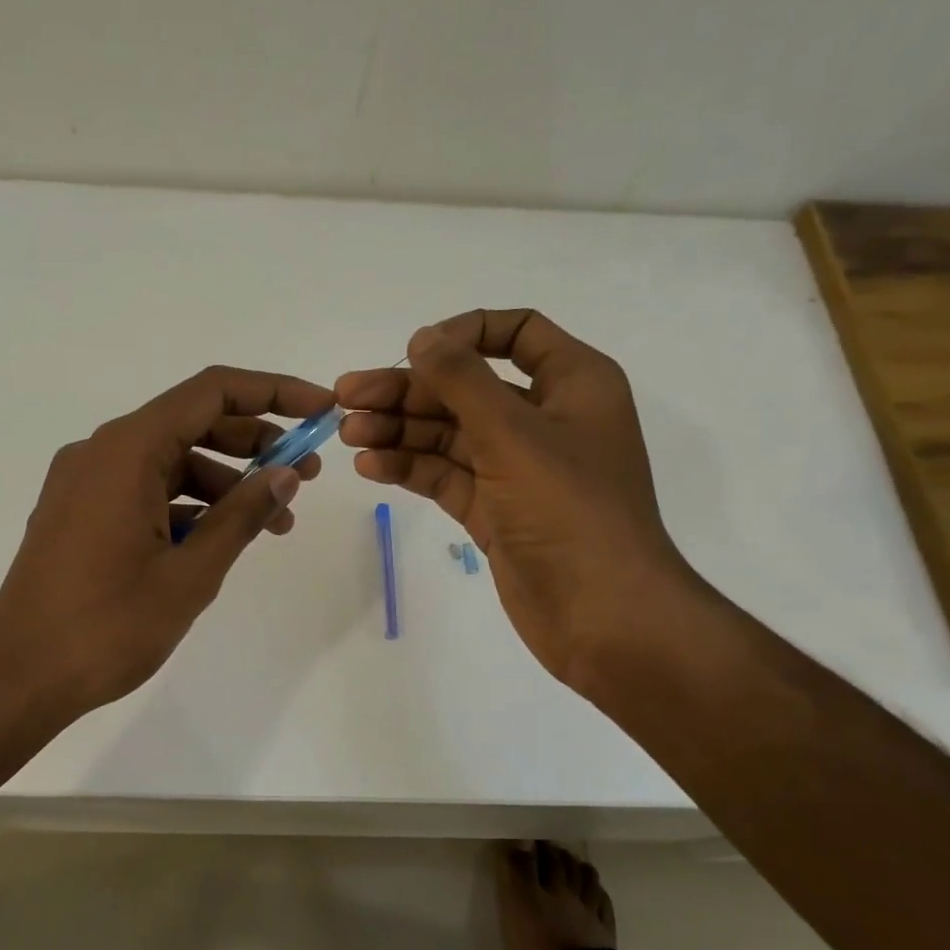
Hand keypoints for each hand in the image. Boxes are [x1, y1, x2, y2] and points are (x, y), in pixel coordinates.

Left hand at [0, 365, 333, 723]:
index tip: (321, 410)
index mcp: (126, 451)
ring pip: (169, 461)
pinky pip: (144, 490)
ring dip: (224, 483)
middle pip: (191, 423)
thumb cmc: (107, 627)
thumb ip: (242, 516)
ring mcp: (84, 482)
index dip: (273, 392)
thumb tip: (286, 474)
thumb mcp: (190, 573)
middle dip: (255, 444)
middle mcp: (101, 451)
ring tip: (273, 522)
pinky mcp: (78, 512)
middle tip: (306, 475)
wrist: (18, 678)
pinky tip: (219, 538)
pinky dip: (186, 504)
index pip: (211, 392)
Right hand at [336, 309, 699, 690]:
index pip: (516, 333)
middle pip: (467, 388)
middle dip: (407, 391)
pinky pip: (446, 475)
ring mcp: (517, 469)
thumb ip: (463, 380)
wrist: (603, 616)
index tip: (414, 352)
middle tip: (346, 399)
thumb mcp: (515, 434)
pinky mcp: (494, 510)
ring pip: (449, 434)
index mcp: (572, 384)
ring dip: (399, 431)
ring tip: (348, 435)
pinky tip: (371, 466)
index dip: (463, 334)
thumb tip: (422, 337)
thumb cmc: (570, 511)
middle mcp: (544, 419)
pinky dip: (410, 468)